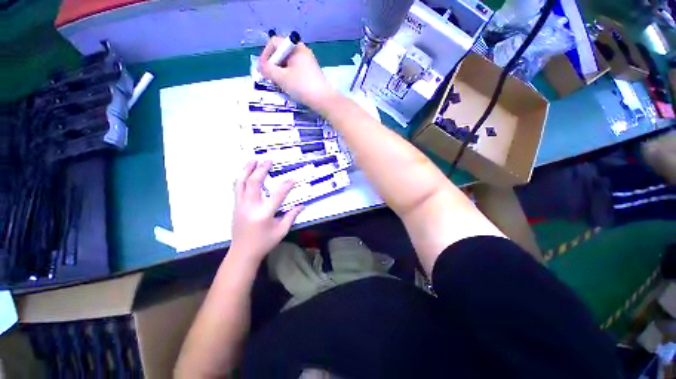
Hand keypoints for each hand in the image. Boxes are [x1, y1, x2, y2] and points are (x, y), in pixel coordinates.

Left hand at [230, 160, 303, 262]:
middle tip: (268, 159)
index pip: (278, 195)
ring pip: (241, 183)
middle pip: (254, 183)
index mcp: (264, 214)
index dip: (287, 185)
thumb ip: (291, 216)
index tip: (293, 178)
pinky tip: (244, 172)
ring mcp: (240, 205)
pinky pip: (237, 188)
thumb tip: (302, 205)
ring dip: (247, 169)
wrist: (242, 252)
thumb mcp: (281, 231)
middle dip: (261, 169)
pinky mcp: (235, 206)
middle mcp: (250, 206)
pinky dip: (241, 178)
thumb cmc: (264, 242)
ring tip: (253, 159)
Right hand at [259, 36, 339, 111]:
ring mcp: (307, 63)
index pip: (274, 43)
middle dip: (273, 65)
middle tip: (270, 78)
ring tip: (279, 84)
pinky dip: (289, 77)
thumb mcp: (282, 78)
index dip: (265, 54)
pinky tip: (288, 87)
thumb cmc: (302, 86)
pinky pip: (295, 71)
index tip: (263, 69)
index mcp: (296, 48)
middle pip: (281, 53)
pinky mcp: (310, 74)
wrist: (323, 100)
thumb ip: (268, 70)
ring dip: (280, 73)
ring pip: (288, 64)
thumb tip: (261, 67)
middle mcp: (302, 52)